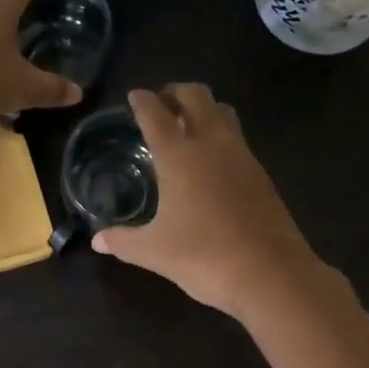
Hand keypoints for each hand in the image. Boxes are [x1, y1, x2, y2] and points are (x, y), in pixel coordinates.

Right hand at [92, 85, 338, 318]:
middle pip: (196, 96)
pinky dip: (221, 136)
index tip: (134, 96)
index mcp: (179, 156)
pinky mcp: (261, 174)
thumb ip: (123, 241)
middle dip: (176, 93)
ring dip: (203, 109)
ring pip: (223, 112)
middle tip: (161, 105)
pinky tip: (211, 163)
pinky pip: (237, 139)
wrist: (271, 274)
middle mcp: (212, 144)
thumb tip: (97, 241)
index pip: (156, 114)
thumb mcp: (154, 252)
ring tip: (187, 127)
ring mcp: (242, 156)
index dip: (142, 101)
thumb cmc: (204, 257)